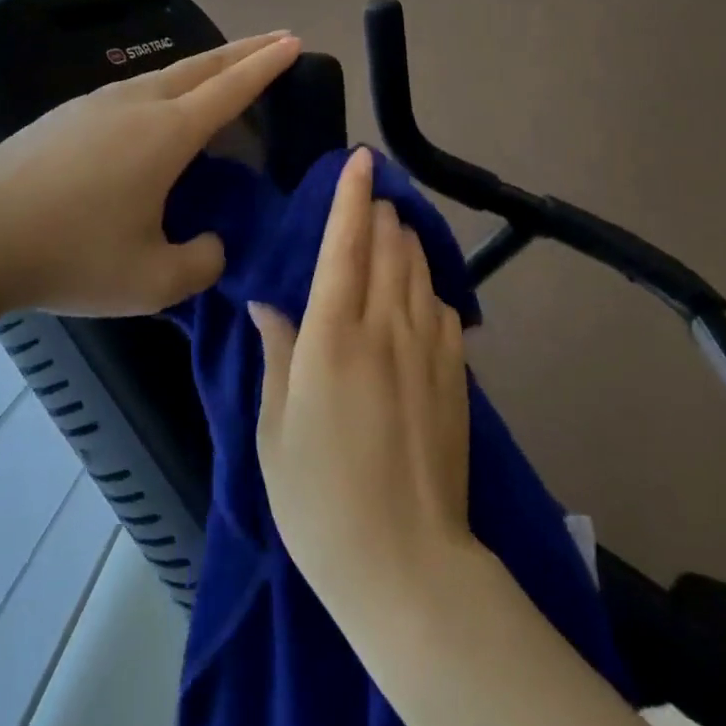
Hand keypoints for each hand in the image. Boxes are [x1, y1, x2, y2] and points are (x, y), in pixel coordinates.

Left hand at [0, 32, 300, 319]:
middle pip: (203, 65)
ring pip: (165, 73)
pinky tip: (157, 107)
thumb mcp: (151, 281)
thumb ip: (201, 262)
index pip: (232, 88)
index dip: (267, 65)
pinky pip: (133, 89)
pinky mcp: (66, 114)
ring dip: (204, 67)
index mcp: (167, 133)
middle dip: (244, 50)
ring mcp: (96, 103)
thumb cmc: (70, 257)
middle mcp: (137, 104)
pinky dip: (166, 86)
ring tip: (223, 71)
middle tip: (275, 39)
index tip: (293, 41)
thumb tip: (212, 242)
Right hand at [251, 147, 474, 613]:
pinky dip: (428, 287)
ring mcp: (429, 350)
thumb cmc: (320, 500)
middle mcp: (386, 328)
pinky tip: (419, 294)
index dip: (352, 197)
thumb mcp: (275, 431)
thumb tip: (269, 305)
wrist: (407, 565)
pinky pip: (444, 309)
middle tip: (371, 195)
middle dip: (380, 211)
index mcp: (334, 337)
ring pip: (420, 270)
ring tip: (393, 228)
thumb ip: (277, 355)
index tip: (360, 160)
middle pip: (388, 247)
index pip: (345, 245)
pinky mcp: (457, 375)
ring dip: (405, 240)